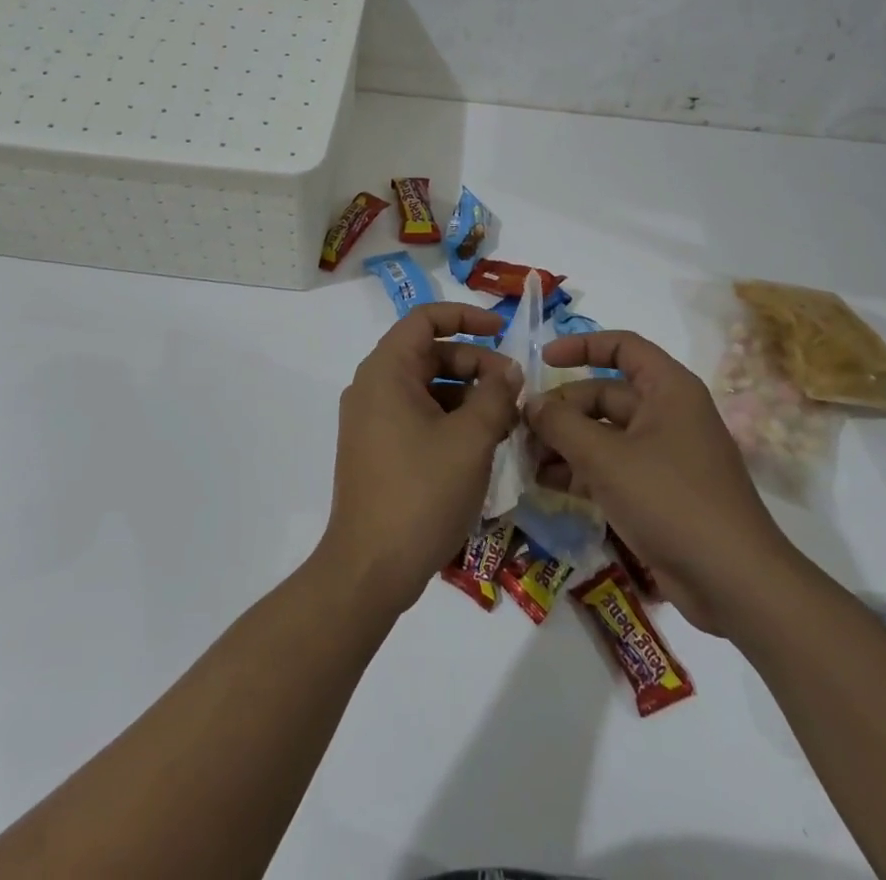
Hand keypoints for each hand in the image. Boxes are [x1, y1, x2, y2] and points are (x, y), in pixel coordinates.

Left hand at [316, 303, 519, 617]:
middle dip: (475, 364)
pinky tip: (483, 445)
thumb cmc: (421, 493)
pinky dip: (451, 419)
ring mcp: (372, 420)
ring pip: (427, 388)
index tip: (503, 330)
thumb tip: (509, 371)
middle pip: (429, 354)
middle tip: (515, 389)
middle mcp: (373, 387)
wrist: (369, 568)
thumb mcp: (470, 440)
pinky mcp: (378, 449)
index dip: (466, 317)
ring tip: (508, 421)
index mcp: (386, 371)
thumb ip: (495, 397)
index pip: (425, 319)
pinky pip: (418, 416)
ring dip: (468, 396)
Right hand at [527, 330, 795, 635]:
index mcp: (668, 389)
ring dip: (565, 443)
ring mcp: (663, 455)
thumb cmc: (670, 500)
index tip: (543, 361)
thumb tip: (530, 403)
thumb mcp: (606, 458)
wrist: (734, 583)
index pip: (622, 346)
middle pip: (604, 394)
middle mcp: (667, 414)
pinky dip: (581, 471)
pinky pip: (612, 467)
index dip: (581, 346)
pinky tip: (547, 483)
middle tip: (521, 429)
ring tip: (526, 459)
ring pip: (604, 433)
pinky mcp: (658, 492)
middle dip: (562, 410)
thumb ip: (561, 424)